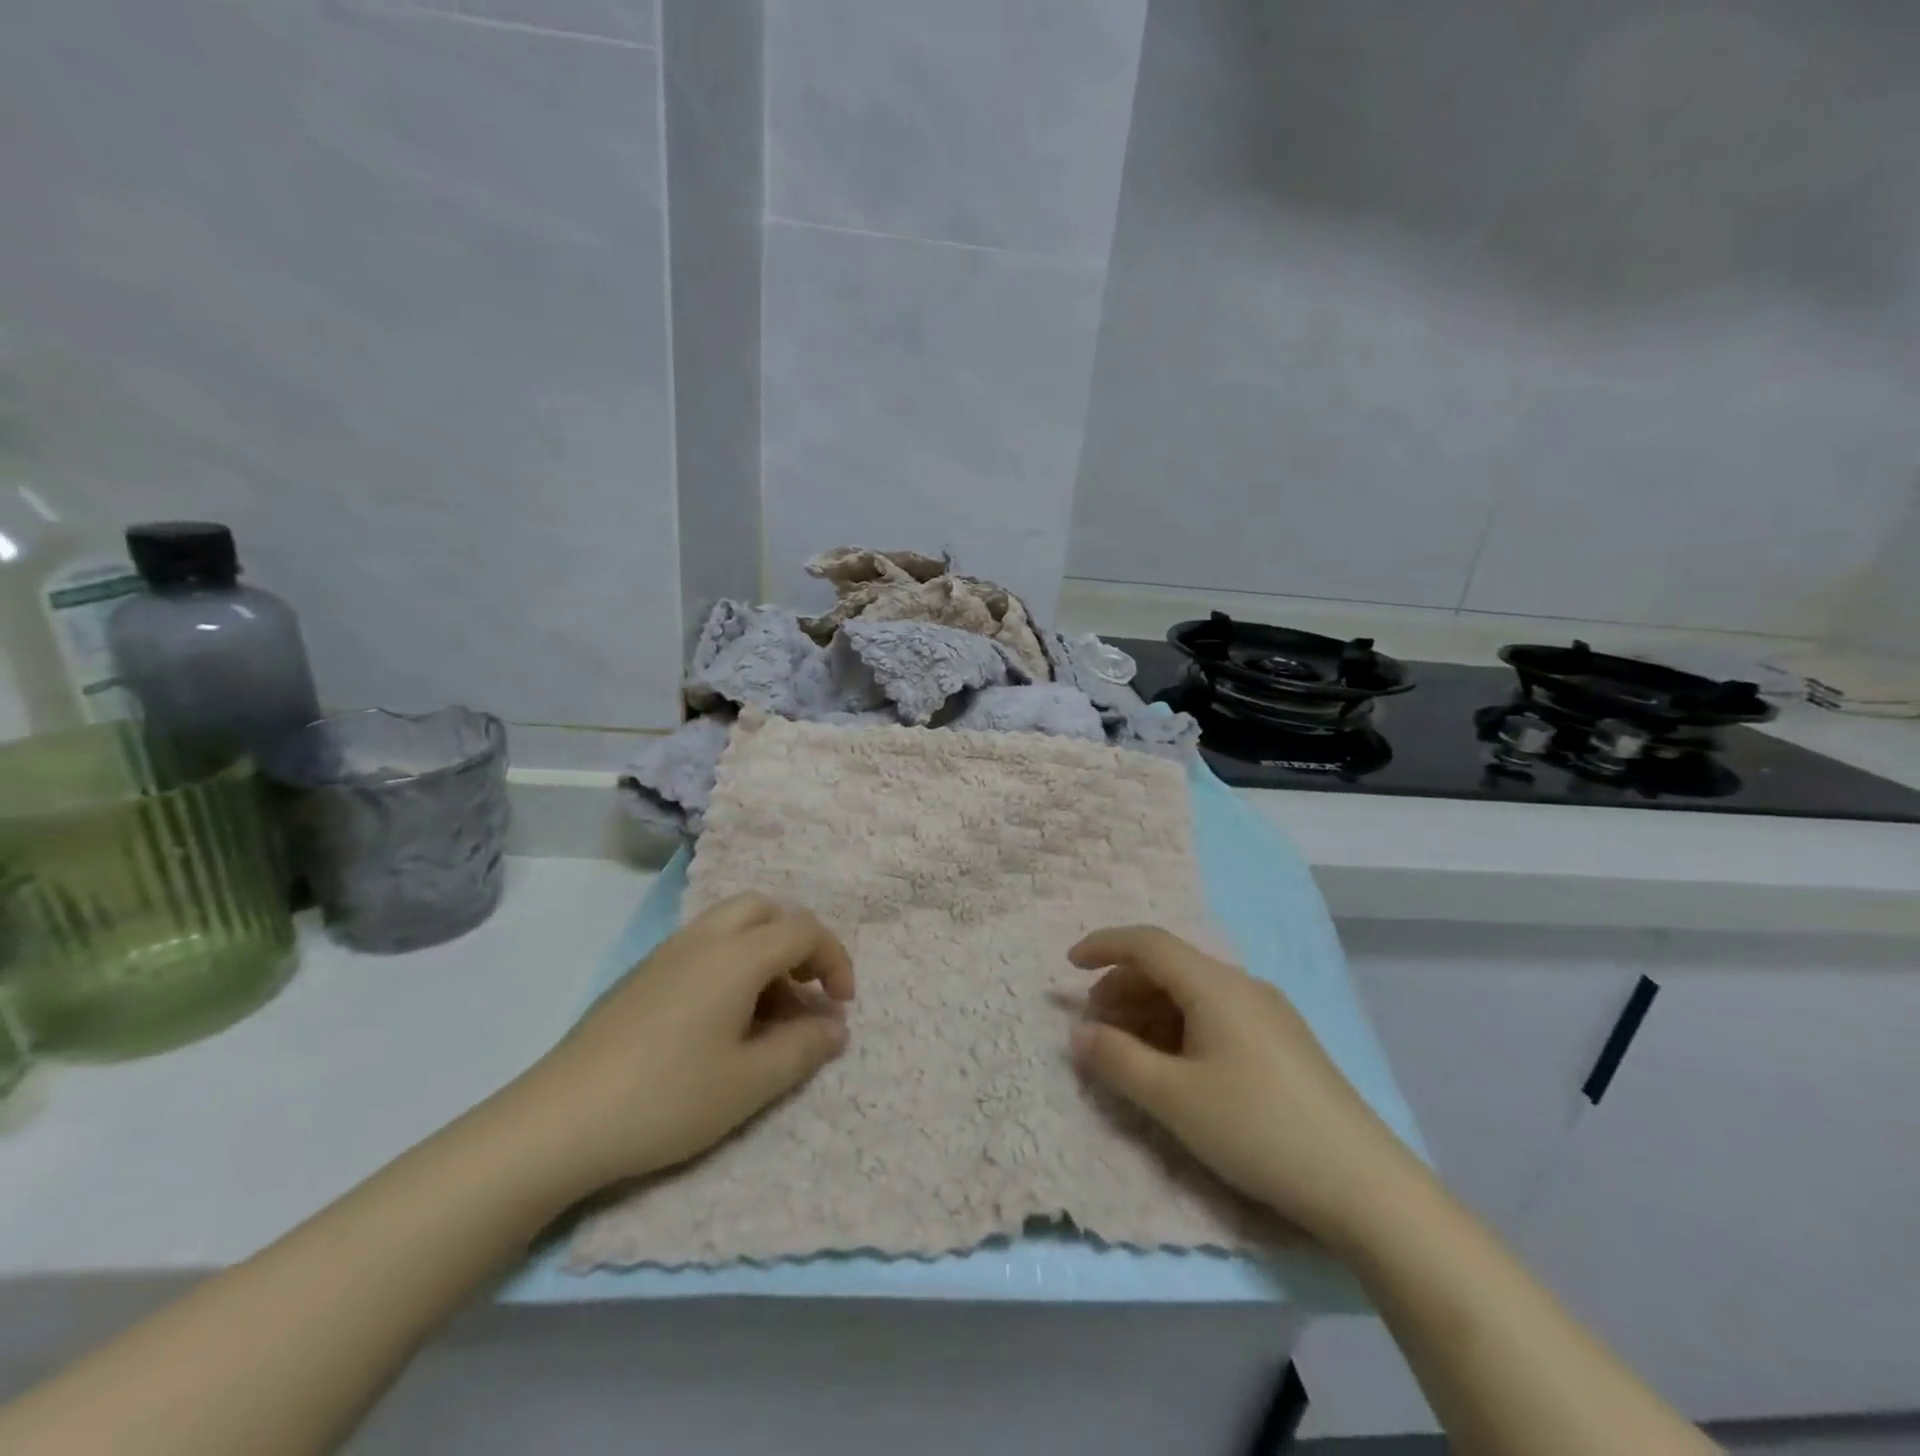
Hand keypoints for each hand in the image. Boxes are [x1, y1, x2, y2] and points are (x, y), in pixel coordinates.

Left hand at [502, 894, 854, 1201]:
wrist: (557, 1122)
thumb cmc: (666, 1099)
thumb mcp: (750, 1083)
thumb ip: (804, 1049)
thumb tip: (835, 1027)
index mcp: (736, 956)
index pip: (803, 930)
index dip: (834, 960)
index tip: (841, 1006)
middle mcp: (703, 939)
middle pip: (766, 909)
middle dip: (798, 942)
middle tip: (804, 992)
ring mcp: (666, 954)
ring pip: (731, 925)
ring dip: (764, 953)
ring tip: (766, 1013)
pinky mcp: (641, 976)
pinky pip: (703, 946)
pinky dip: (731, 963)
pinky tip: (720, 1021)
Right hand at [1068, 926, 1421, 1245]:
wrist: (1363, 1185)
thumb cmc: (1257, 1129)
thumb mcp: (1174, 1098)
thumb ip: (1118, 1060)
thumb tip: (1079, 1034)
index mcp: (1215, 985)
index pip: (1148, 943)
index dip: (1104, 946)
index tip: (1069, 965)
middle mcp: (1242, 986)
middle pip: (1170, 967)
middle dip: (1123, 987)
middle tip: (1094, 1024)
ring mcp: (1268, 1014)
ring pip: (1193, 994)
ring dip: (1149, 1011)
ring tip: (1126, 1049)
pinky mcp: (1283, 1044)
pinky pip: (1216, 1016)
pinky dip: (1180, 1028)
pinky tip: (1173, 1066)